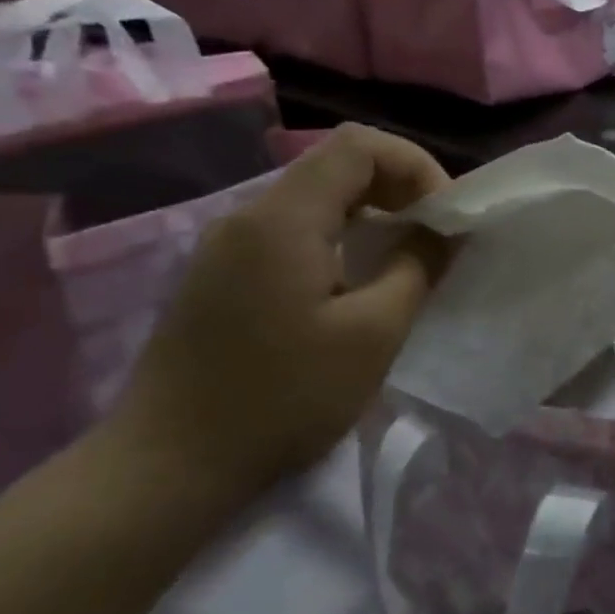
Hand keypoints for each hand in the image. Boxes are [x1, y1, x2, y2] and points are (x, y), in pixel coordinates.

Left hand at [110, 125, 451, 496]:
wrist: (168, 468)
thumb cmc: (283, 398)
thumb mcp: (374, 333)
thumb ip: (418, 266)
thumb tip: (444, 229)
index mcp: (283, 220)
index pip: (359, 145)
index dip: (416, 165)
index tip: (445, 215)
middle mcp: (249, 218)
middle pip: (336, 165)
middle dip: (400, 188)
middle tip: (437, 236)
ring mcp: (228, 248)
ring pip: (317, 199)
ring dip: (374, 215)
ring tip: (409, 259)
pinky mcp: (222, 277)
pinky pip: (295, 232)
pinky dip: (343, 238)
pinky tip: (360, 284)